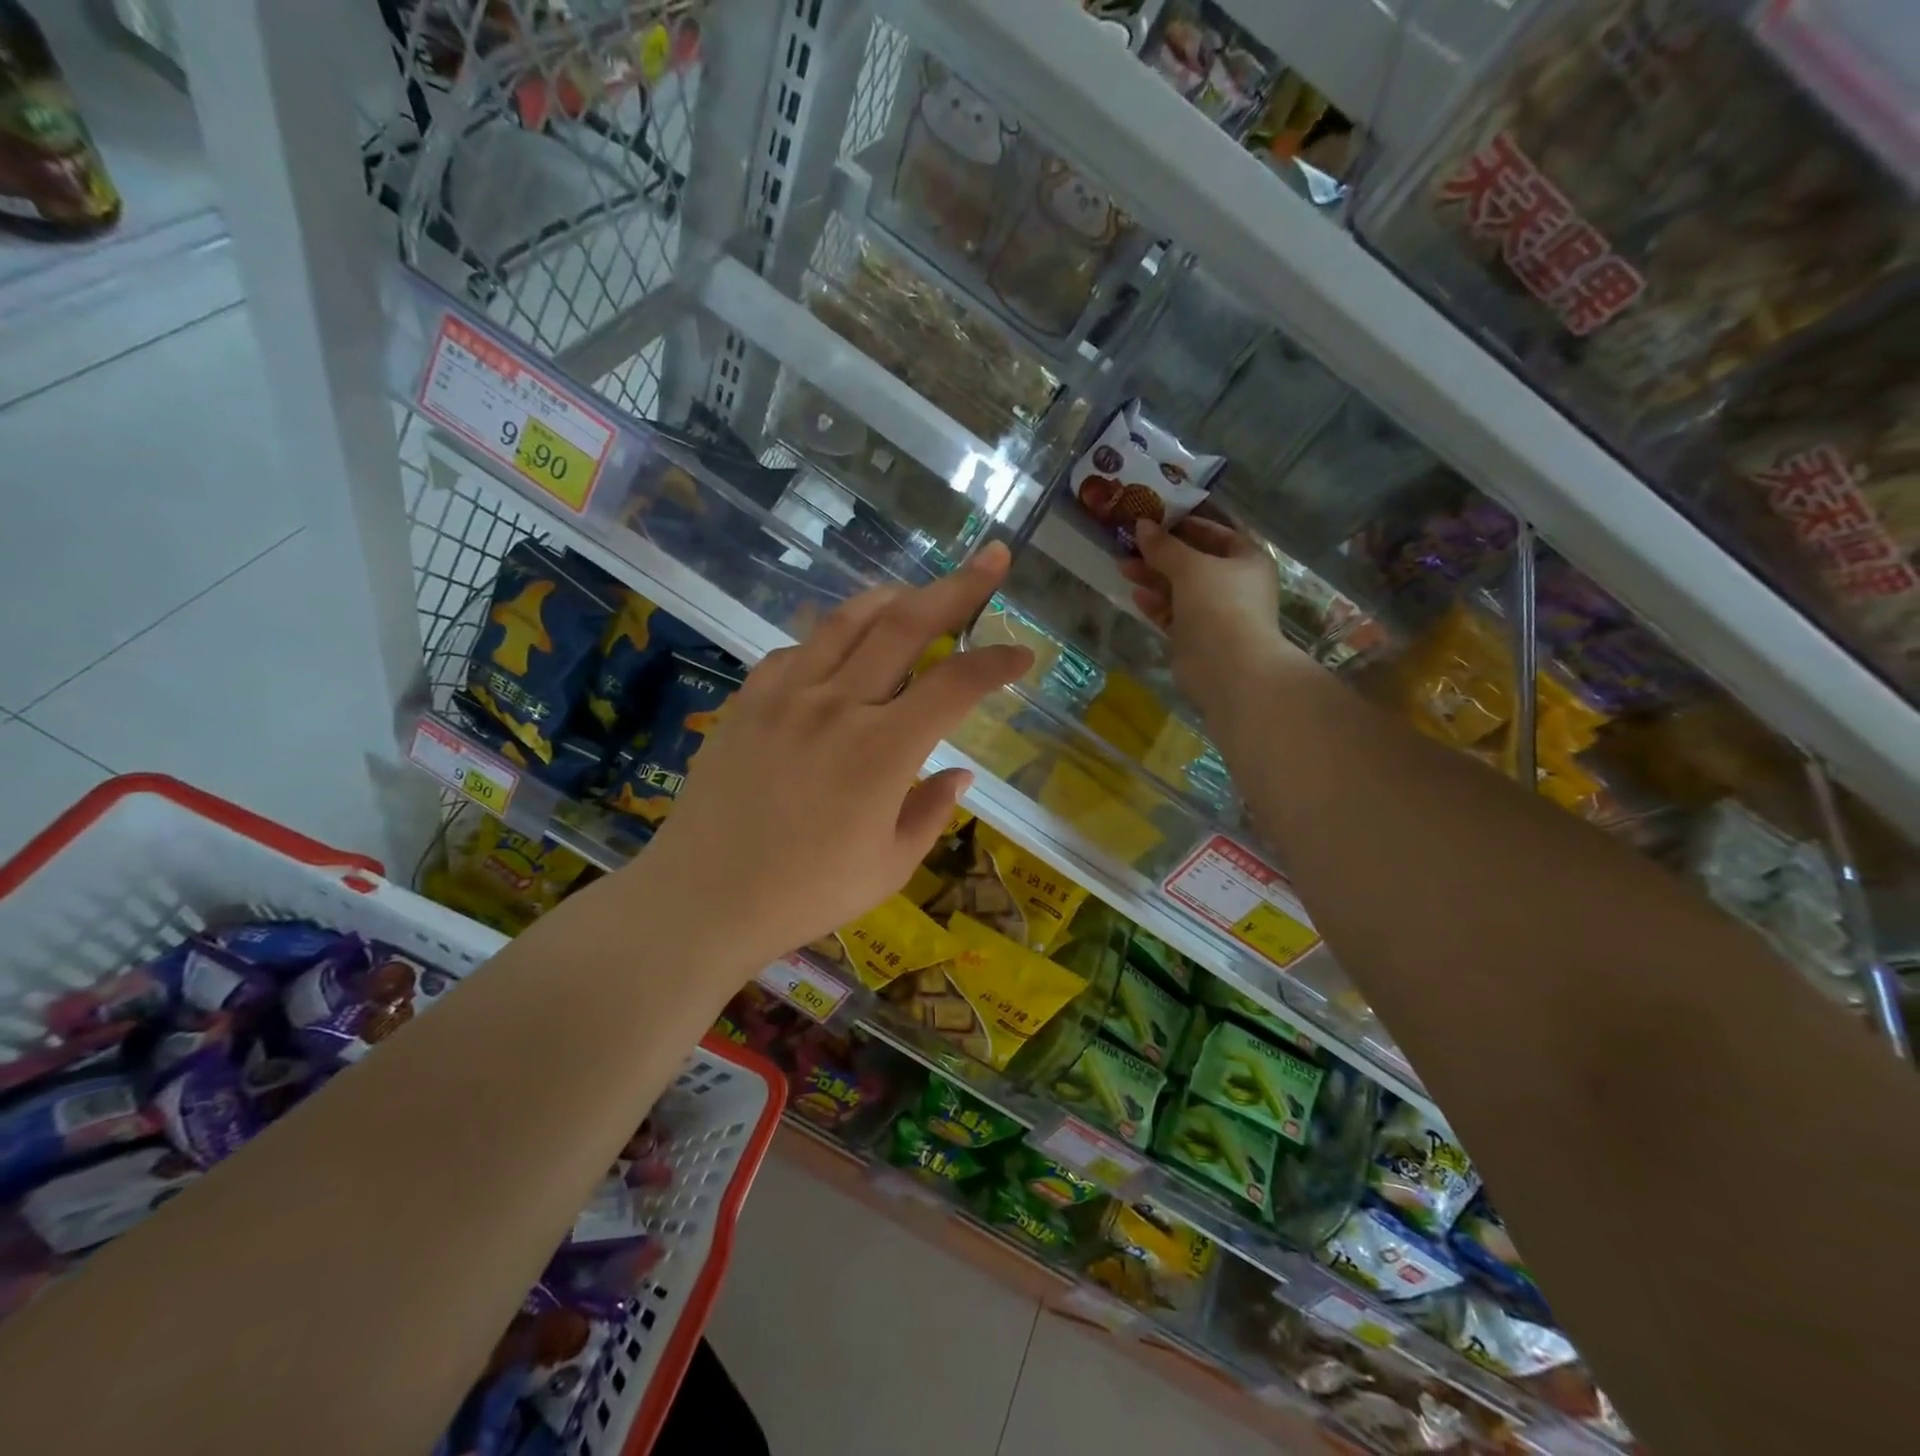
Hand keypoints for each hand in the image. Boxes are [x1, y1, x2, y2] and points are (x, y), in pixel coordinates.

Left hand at [632, 543, 1033, 972]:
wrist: (703, 898)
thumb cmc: (807, 893)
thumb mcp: (890, 866)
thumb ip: (932, 811)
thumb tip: (960, 772)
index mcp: (883, 750)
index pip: (957, 685)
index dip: (998, 662)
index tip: (1024, 653)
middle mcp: (838, 704)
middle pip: (906, 624)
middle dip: (958, 587)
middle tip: (991, 559)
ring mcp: (786, 694)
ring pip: (847, 621)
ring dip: (892, 597)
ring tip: (915, 594)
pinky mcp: (748, 700)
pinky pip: (797, 650)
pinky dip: (830, 639)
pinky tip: (838, 652)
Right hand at [1118, 518, 1296, 708]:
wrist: (1228, 668)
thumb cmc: (1219, 605)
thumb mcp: (1191, 567)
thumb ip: (1164, 546)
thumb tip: (1142, 524)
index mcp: (1246, 560)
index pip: (1217, 534)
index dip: (1187, 524)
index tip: (1156, 517)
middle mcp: (1233, 584)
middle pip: (1194, 562)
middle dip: (1162, 552)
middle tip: (1130, 542)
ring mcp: (1214, 613)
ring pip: (1179, 589)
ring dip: (1152, 577)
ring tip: (1122, 564)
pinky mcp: (1195, 637)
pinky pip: (1172, 614)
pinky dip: (1155, 604)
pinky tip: (1134, 594)